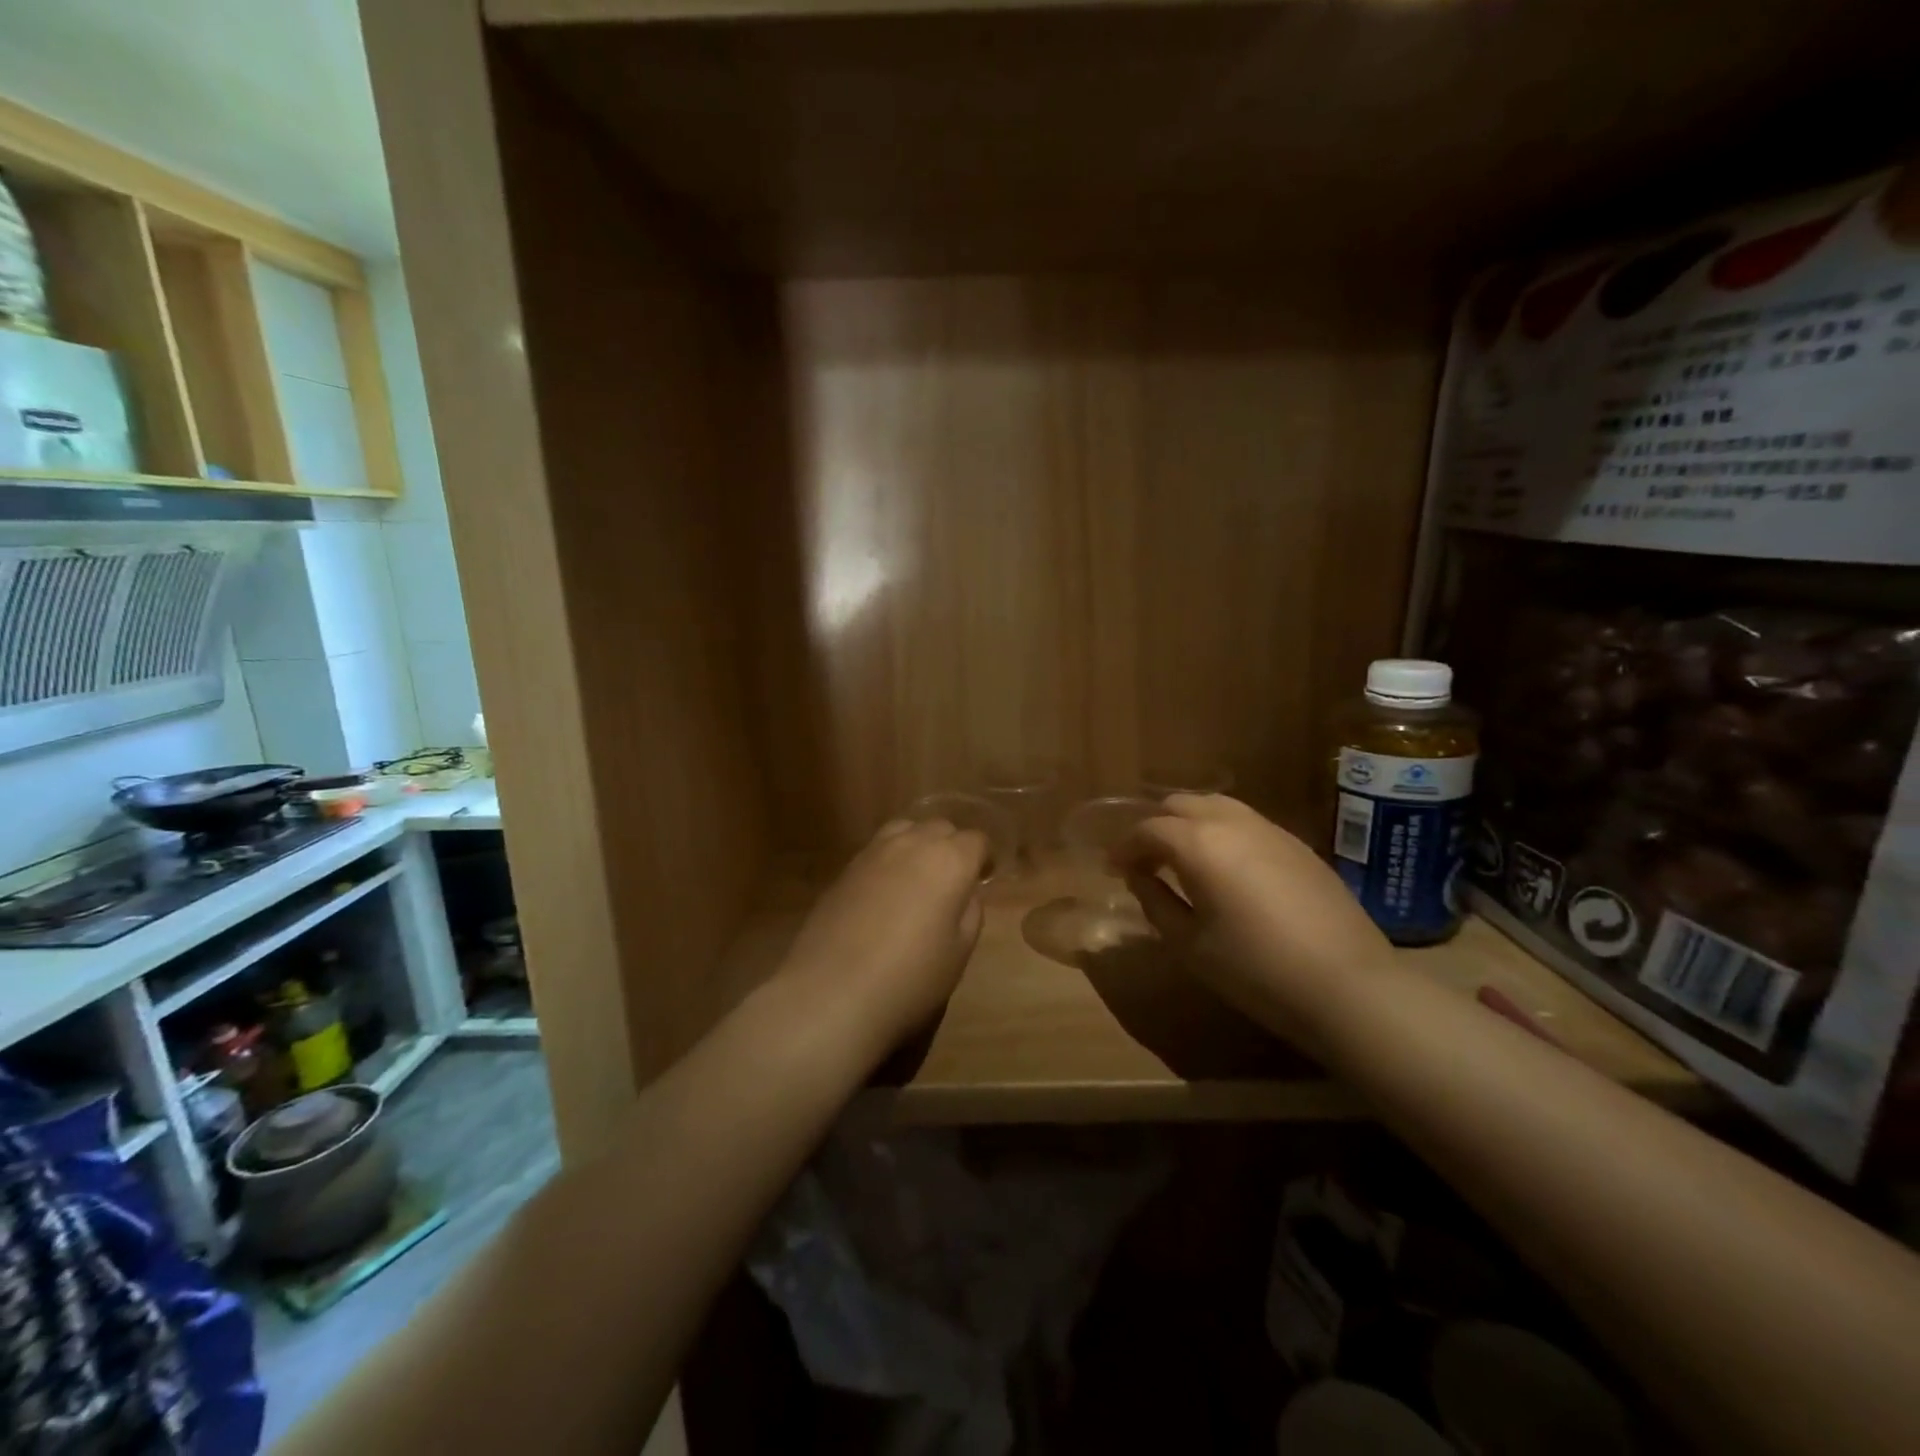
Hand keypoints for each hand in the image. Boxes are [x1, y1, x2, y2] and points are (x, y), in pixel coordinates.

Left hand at [779, 818, 988, 1056]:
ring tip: (918, 879)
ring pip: (905, 830)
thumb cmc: (909, 977)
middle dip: (952, 847)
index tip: (983, 879)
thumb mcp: (959, 952)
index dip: (984, 858)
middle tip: (952, 881)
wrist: (831, 991)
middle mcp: (912, 843)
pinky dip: (889, 861)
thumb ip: (970, 912)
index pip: (977, 840)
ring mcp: (873, 852)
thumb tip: (966, 892)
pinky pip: (877, 850)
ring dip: (918, 845)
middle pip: (940, 828)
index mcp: (949, 860)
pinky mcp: (845, 868)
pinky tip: (885, 894)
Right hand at [1113, 795, 1393, 1046]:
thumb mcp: (1190, 944)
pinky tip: (1226, 866)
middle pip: (1181, 804)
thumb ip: (1156, 902)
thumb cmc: (1255, 969)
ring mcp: (1270, 829)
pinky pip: (1246, 821)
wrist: (1347, 985)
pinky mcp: (1297, 844)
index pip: (1148, 829)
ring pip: (1216, 805)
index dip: (1125, 848)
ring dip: (1190, 824)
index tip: (1114, 870)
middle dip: (1156, 826)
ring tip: (1183, 858)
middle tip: (1146, 861)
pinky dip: (1222, 831)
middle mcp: (1231, 822)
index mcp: (1198, 843)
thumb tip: (1140, 878)